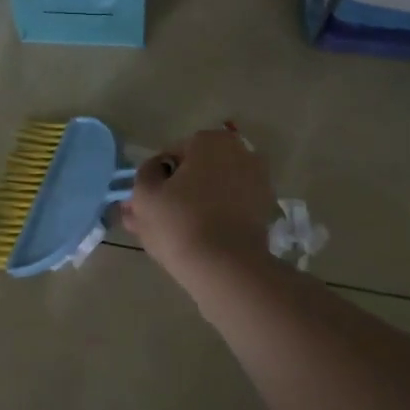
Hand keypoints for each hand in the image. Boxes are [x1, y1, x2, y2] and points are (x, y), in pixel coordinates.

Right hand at [121, 128, 280, 283]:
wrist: (226, 268)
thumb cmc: (180, 221)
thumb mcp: (145, 194)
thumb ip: (145, 174)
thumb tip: (155, 170)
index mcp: (211, 141)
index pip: (173, 154)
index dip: (157, 179)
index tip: (146, 202)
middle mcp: (239, 153)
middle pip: (197, 172)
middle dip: (176, 192)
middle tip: (154, 220)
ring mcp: (257, 182)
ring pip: (213, 192)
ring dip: (194, 206)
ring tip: (170, 236)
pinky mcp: (264, 211)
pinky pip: (230, 210)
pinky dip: (214, 219)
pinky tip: (196, 241)